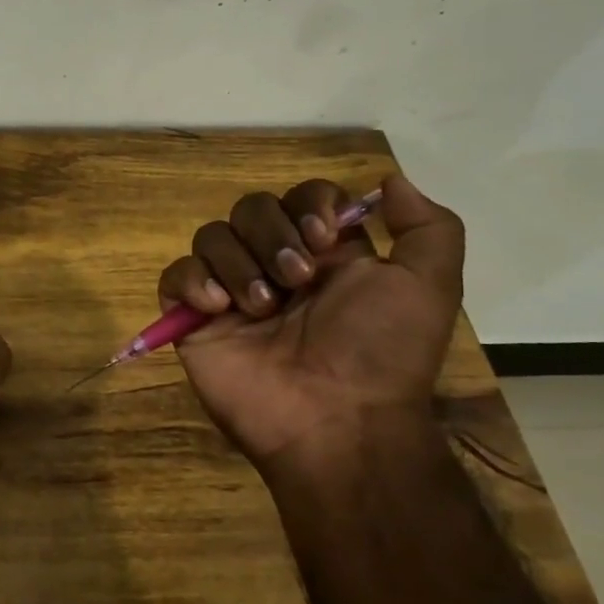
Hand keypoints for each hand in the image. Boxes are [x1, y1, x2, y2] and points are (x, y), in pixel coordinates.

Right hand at [158, 173, 463, 465]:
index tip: (325, 238)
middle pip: (252, 208)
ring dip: (238, 263)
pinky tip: (218, 308)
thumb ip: (427, 227)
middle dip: (272, 235)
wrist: (337, 421)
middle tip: (297, 280)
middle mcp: (275, 266)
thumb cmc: (381, 352)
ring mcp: (231, 293)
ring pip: (212, 236)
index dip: (309, 205)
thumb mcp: (429, 286)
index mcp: (326, 255)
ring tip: (261, 308)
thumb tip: (388, 181)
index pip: (302, 197)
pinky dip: (191, 281)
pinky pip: (174, 276)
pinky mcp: (194, 321)